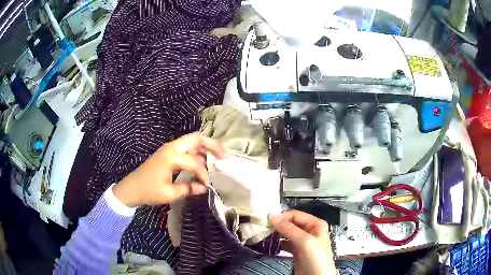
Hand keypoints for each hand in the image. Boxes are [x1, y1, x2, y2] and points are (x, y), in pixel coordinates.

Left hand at [113, 132, 227, 206]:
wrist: (131, 189)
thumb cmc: (148, 191)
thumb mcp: (169, 194)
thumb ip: (188, 189)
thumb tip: (205, 187)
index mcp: (170, 157)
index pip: (194, 162)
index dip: (204, 173)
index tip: (207, 185)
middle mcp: (171, 148)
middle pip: (196, 138)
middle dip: (212, 145)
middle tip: (225, 155)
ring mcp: (169, 149)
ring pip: (192, 142)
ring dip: (206, 148)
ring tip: (219, 157)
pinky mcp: (168, 153)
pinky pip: (186, 149)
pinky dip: (197, 153)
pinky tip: (204, 162)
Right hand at [269, 210, 336, 274]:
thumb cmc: (317, 259)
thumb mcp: (304, 241)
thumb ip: (289, 228)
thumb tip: (273, 216)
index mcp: (315, 224)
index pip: (295, 215)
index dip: (282, 217)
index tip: (268, 220)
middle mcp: (309, 231)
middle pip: (290, 223)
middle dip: (278, 225)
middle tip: (265, 227)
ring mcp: (302, 241)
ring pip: (287, 233)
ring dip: (277, 233)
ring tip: (266, 234)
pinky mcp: (296, 251)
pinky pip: (285, 243)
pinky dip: (278, 242)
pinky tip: (271, 243)